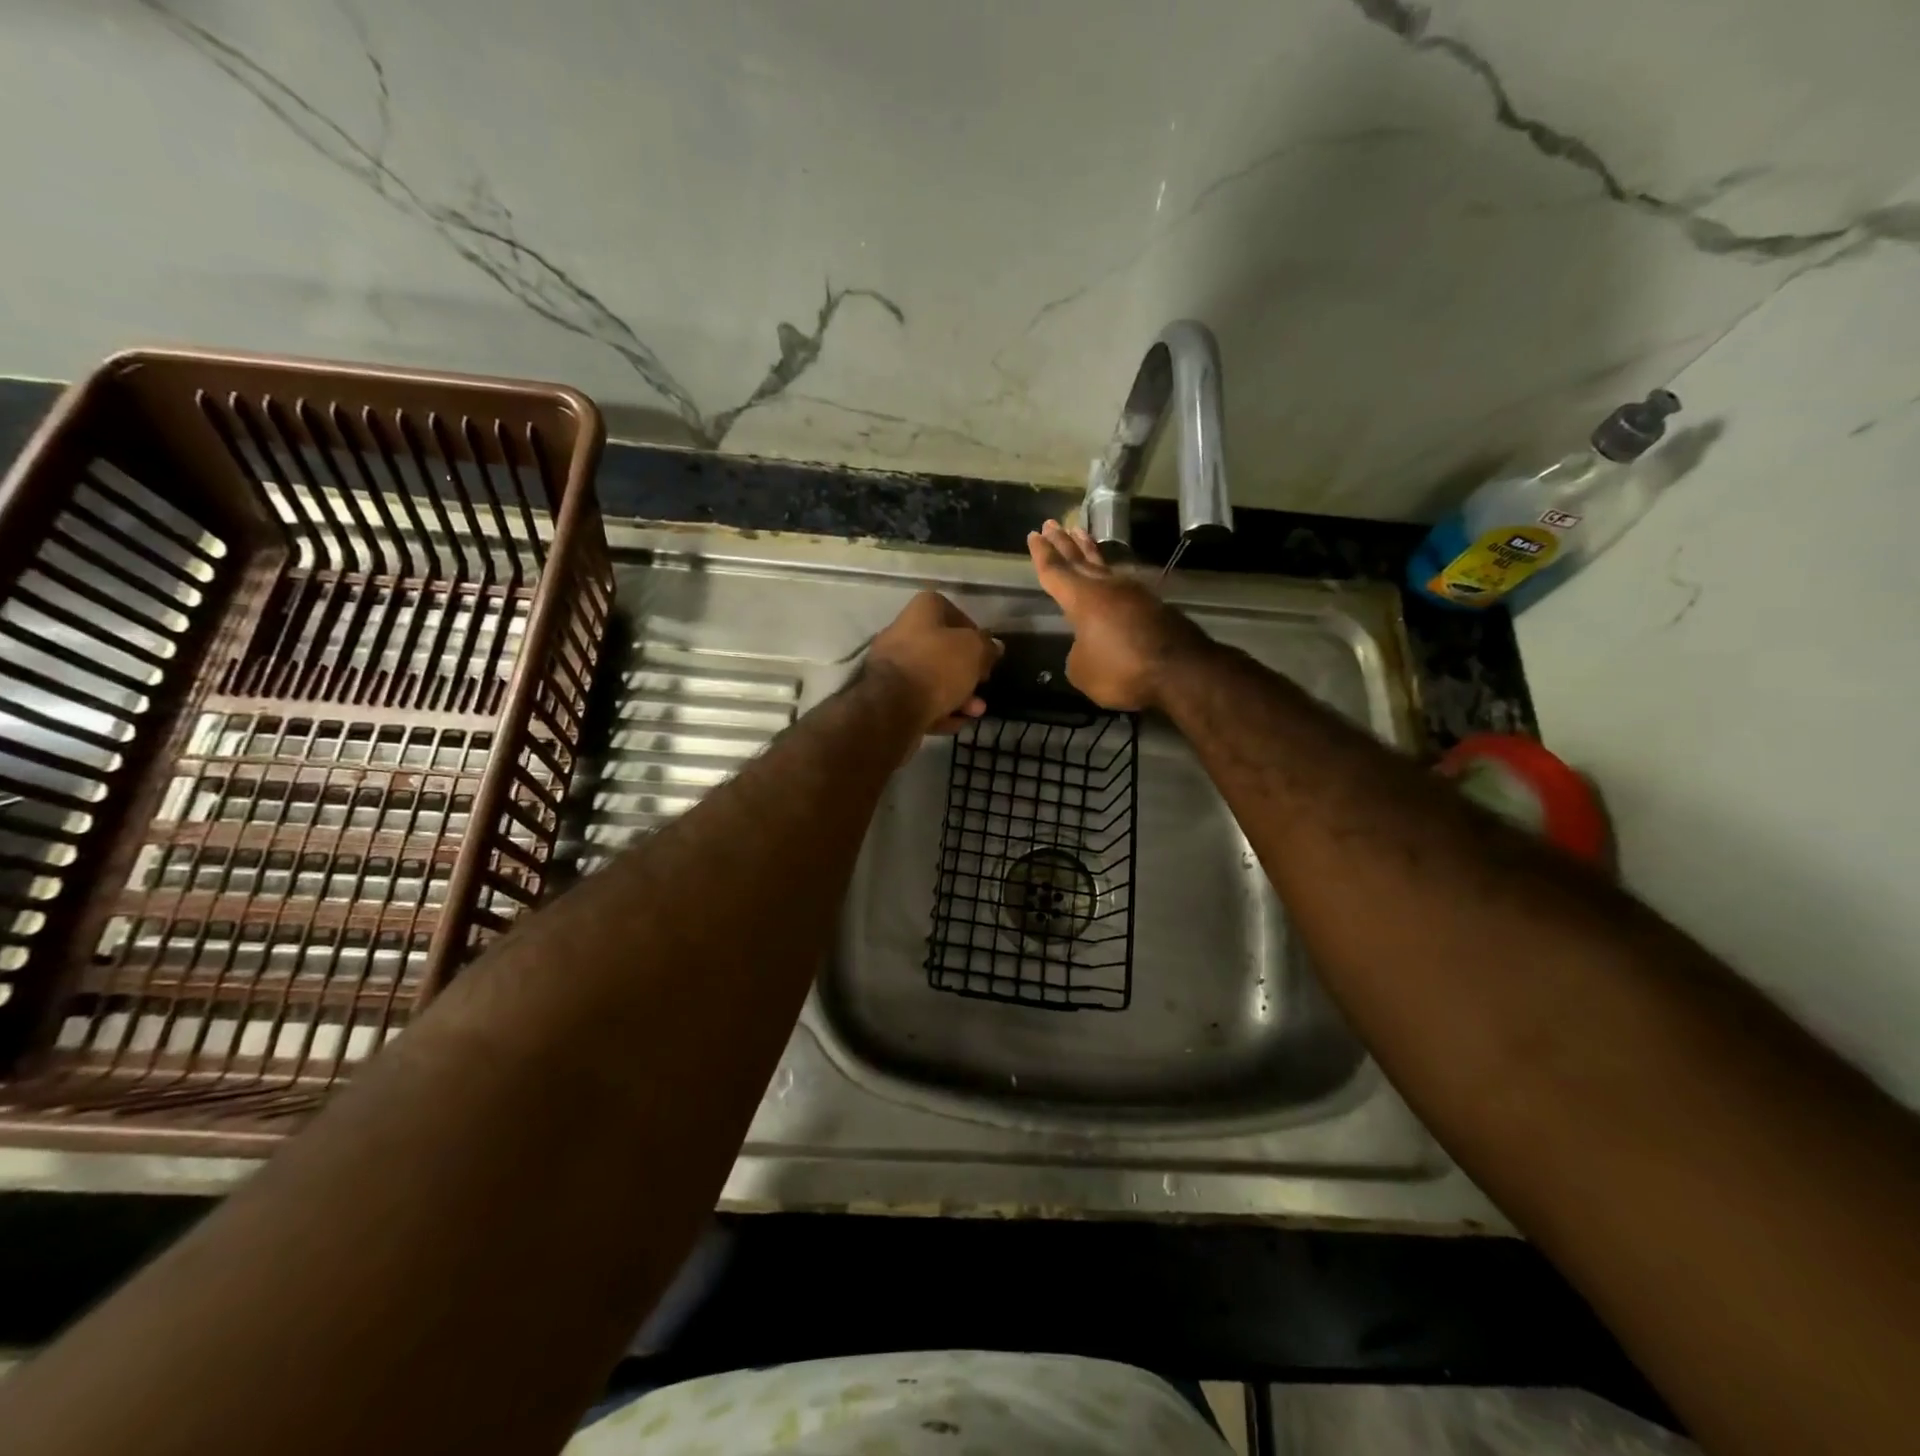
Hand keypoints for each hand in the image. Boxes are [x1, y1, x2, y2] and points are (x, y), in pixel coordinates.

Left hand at [865, 590, 1003, 734]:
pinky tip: (955, 723)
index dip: (972, 630)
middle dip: (967, 671)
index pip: (950, 610)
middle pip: (941, 649)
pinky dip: (938, 710)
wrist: (892, 707)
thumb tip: (993, 647)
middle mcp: (901, 633)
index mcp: (921, 611)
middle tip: (983, 683)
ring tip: (976, 711)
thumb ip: (987, 646)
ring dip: (958, 695)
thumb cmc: (937, 667)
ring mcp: (891, 666)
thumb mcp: (974, 650)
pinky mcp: (887, 696)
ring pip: (932, 678)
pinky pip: (919, 700)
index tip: (985, 650)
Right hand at [1027, 519, 1206, 710]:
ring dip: (1089, 551)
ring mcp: (1134, 593)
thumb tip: (1087, 645)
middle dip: (1063, 543)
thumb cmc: (1122, 669)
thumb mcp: (1082, 671)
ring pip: (1105, 566)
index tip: (1034, 534)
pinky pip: (1124, 584)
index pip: (1055, 571)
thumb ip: (1077, 653)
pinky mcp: (1154, 605)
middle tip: (1051, 524)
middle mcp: (1107, 587)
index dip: (1042, 554)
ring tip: (1080, 535)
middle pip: (1079, 560)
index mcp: (1082, 598)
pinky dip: (1111, 575)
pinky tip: (1111, 576)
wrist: (1181, 670)